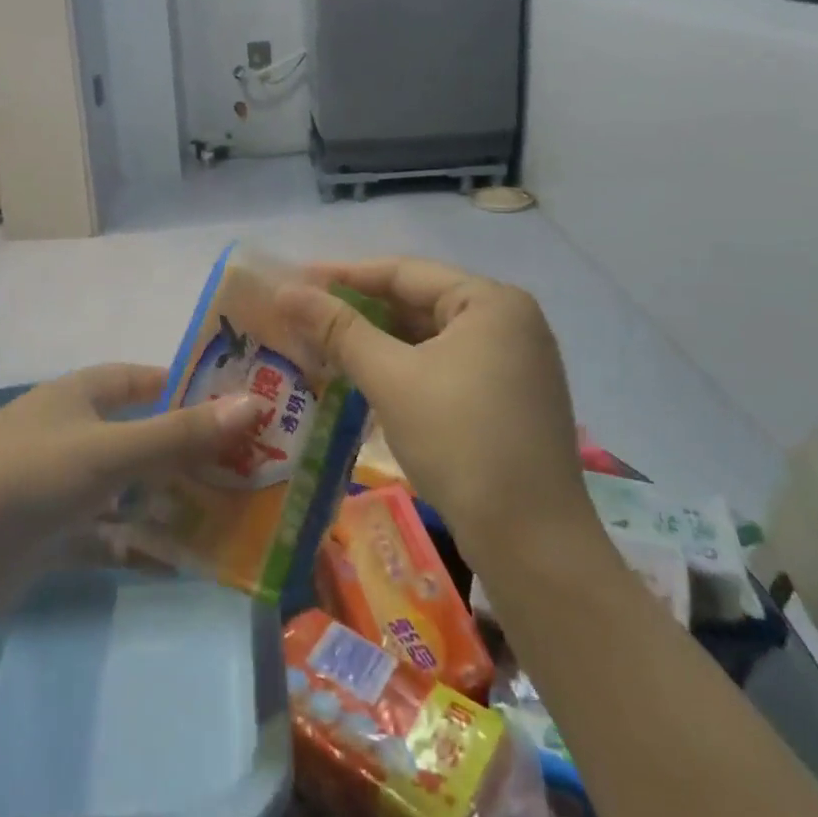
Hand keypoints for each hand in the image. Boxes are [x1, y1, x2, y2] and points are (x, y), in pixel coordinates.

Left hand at [0, 364, 258, 552]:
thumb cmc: (28, 477)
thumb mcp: (109, 452)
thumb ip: (180, 434)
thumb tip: (253, 404)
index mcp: (77, 395)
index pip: (140, 379)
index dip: (183, 386)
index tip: (232, 404)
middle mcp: (68, 433)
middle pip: (139, 435)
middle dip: (186, 452)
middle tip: (247, 469)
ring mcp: (56, 486)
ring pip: (125, 489)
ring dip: (167, 503)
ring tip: (227, 519)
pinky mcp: (46, 536)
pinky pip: (104, 536)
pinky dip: (136, 546)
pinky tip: (178, 564)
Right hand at [276, 259, 595, 554]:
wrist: (532, 543)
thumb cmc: (460, 441)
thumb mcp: (391, 378)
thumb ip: (338, 329)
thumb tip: (285, 291)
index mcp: (491, 301)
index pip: (405, 273)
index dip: (345, 276)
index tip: (296, 281)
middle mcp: (510, 321)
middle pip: (420, 302)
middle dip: (361, 311)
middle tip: (306, 317)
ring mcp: (515, 362)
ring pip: (431, 337)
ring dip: (381, 342)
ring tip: (326, 346)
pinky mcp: (511, 399)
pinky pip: (447, 365)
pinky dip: (407, 368)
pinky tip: (368, 378)